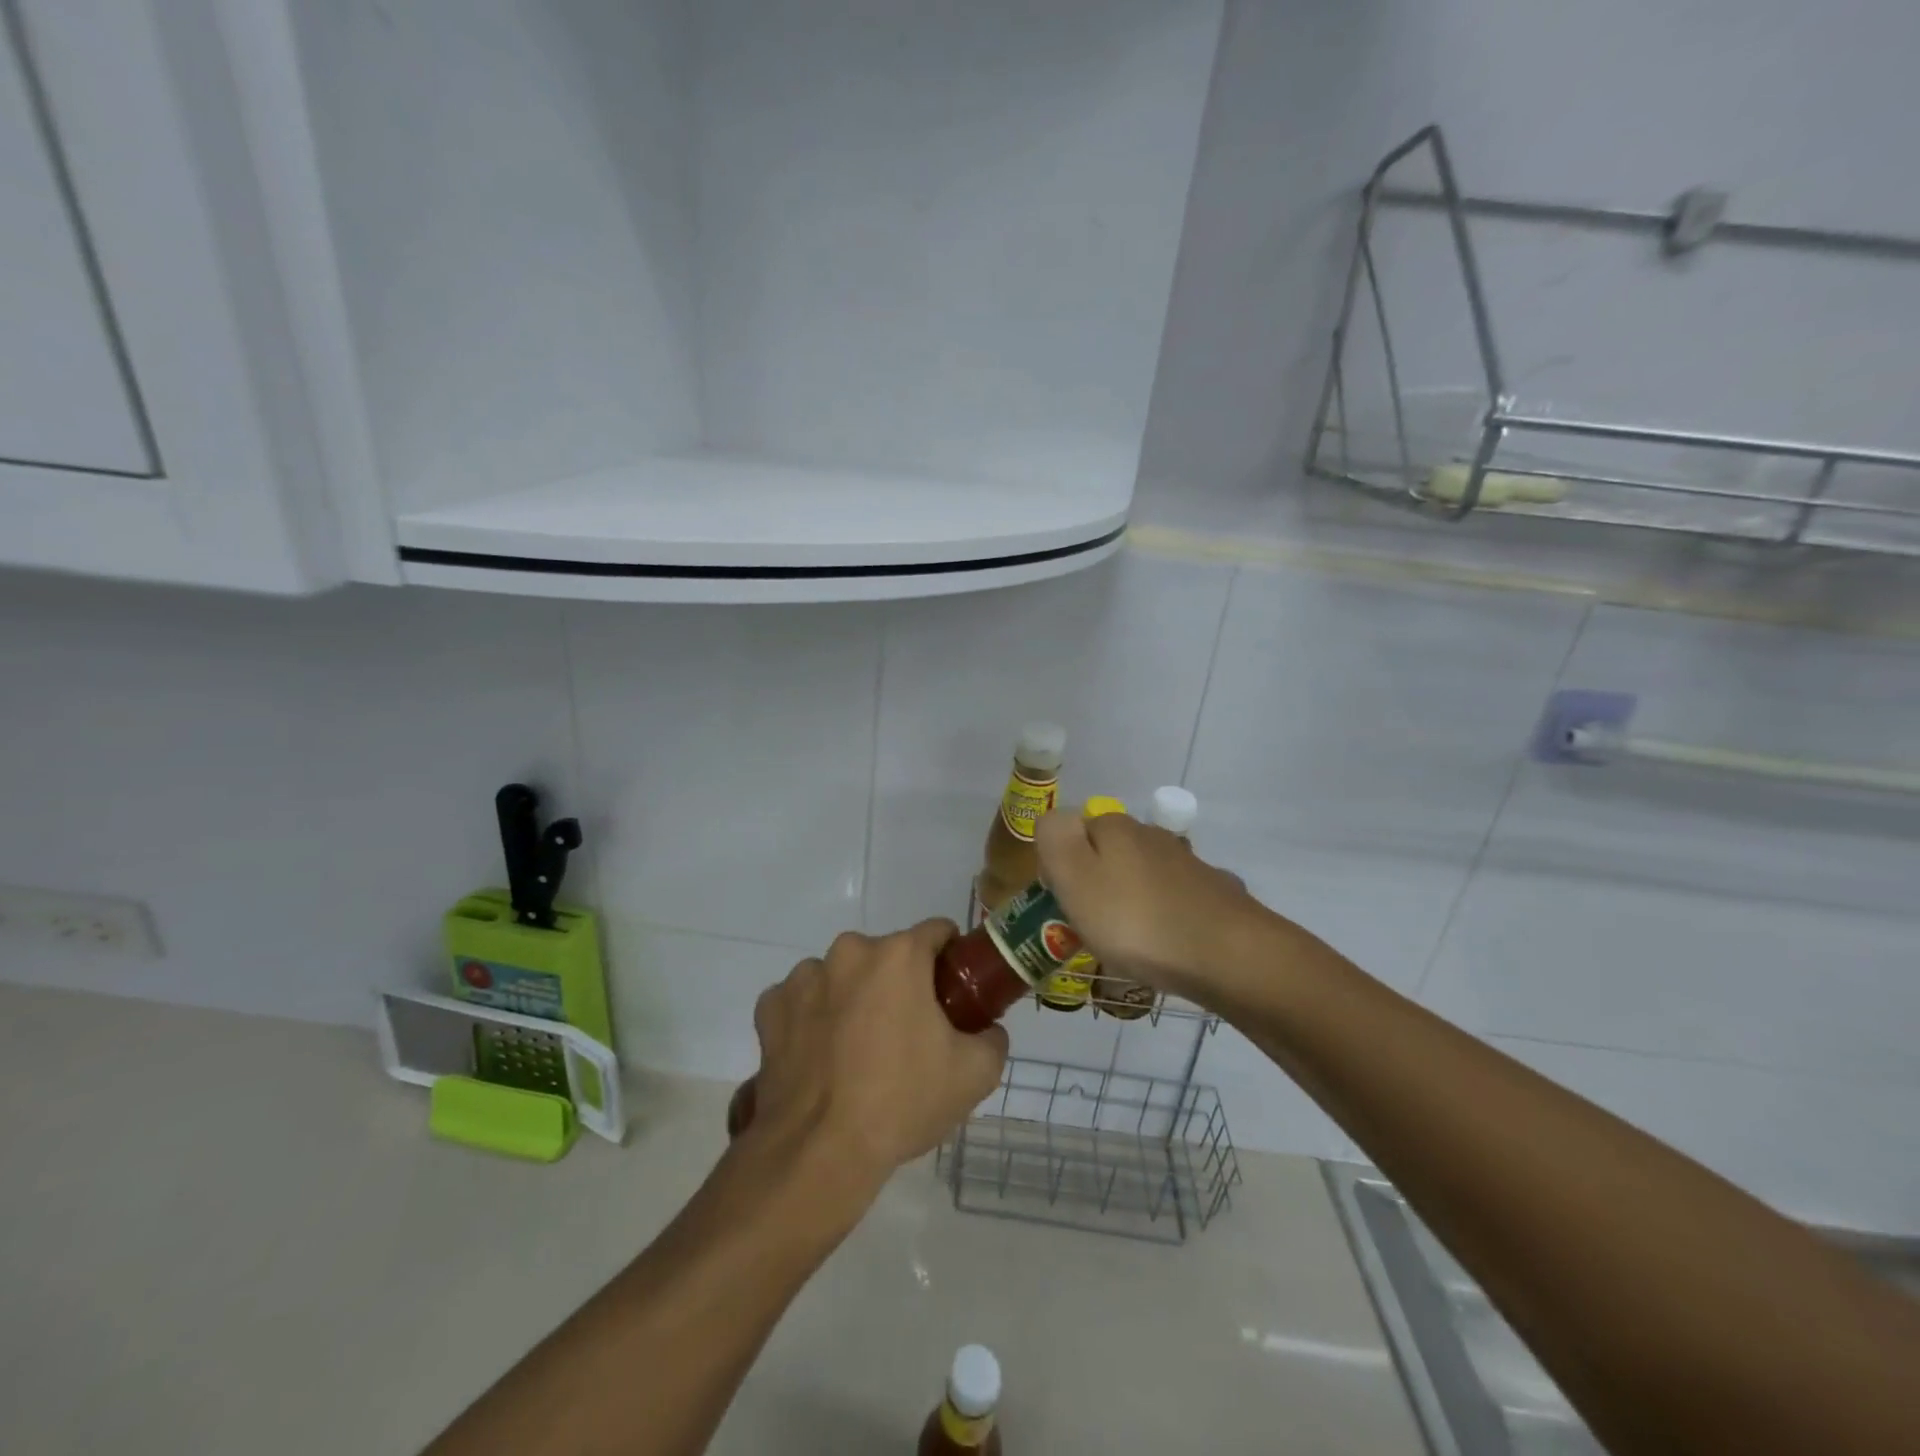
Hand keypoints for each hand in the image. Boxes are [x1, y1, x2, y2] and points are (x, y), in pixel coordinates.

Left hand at [746, 919, 1008, 1191]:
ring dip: (854, 998)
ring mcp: (804, 977)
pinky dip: (813, 1019)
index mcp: (899, 955)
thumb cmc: (902, 1101)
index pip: (937, 932)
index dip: (951, 960)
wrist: (818, 1152)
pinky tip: (820, 1058)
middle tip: (908, 1034)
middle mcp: (849, 951)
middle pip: (887, 956)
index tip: (953, 994)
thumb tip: (987, 1030)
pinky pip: (803, 1001)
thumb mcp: (975, 1074)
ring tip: (857, 1052)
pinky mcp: (770, 1007)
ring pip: (842, 976)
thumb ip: (993, 1038)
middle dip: (900, 984)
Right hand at [1035, 809, 1269, 1000]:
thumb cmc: (1136, 920)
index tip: (1062, 904)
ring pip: (1144, 877)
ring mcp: (1188, 864)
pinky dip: (1165, 919)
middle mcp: (1152, 836)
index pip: (1075, 832)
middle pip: (1110, 853)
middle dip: (1098, 884)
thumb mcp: (1075, 878)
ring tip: (1129, 944)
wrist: (1229, 955)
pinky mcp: (1214, 894)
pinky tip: (1167, 946)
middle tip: (1091, 929)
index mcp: (1115, 828)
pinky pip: (1175, 902)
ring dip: (1132, 902)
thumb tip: (1055, 818)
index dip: (1063, 866)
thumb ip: (1055, 839)